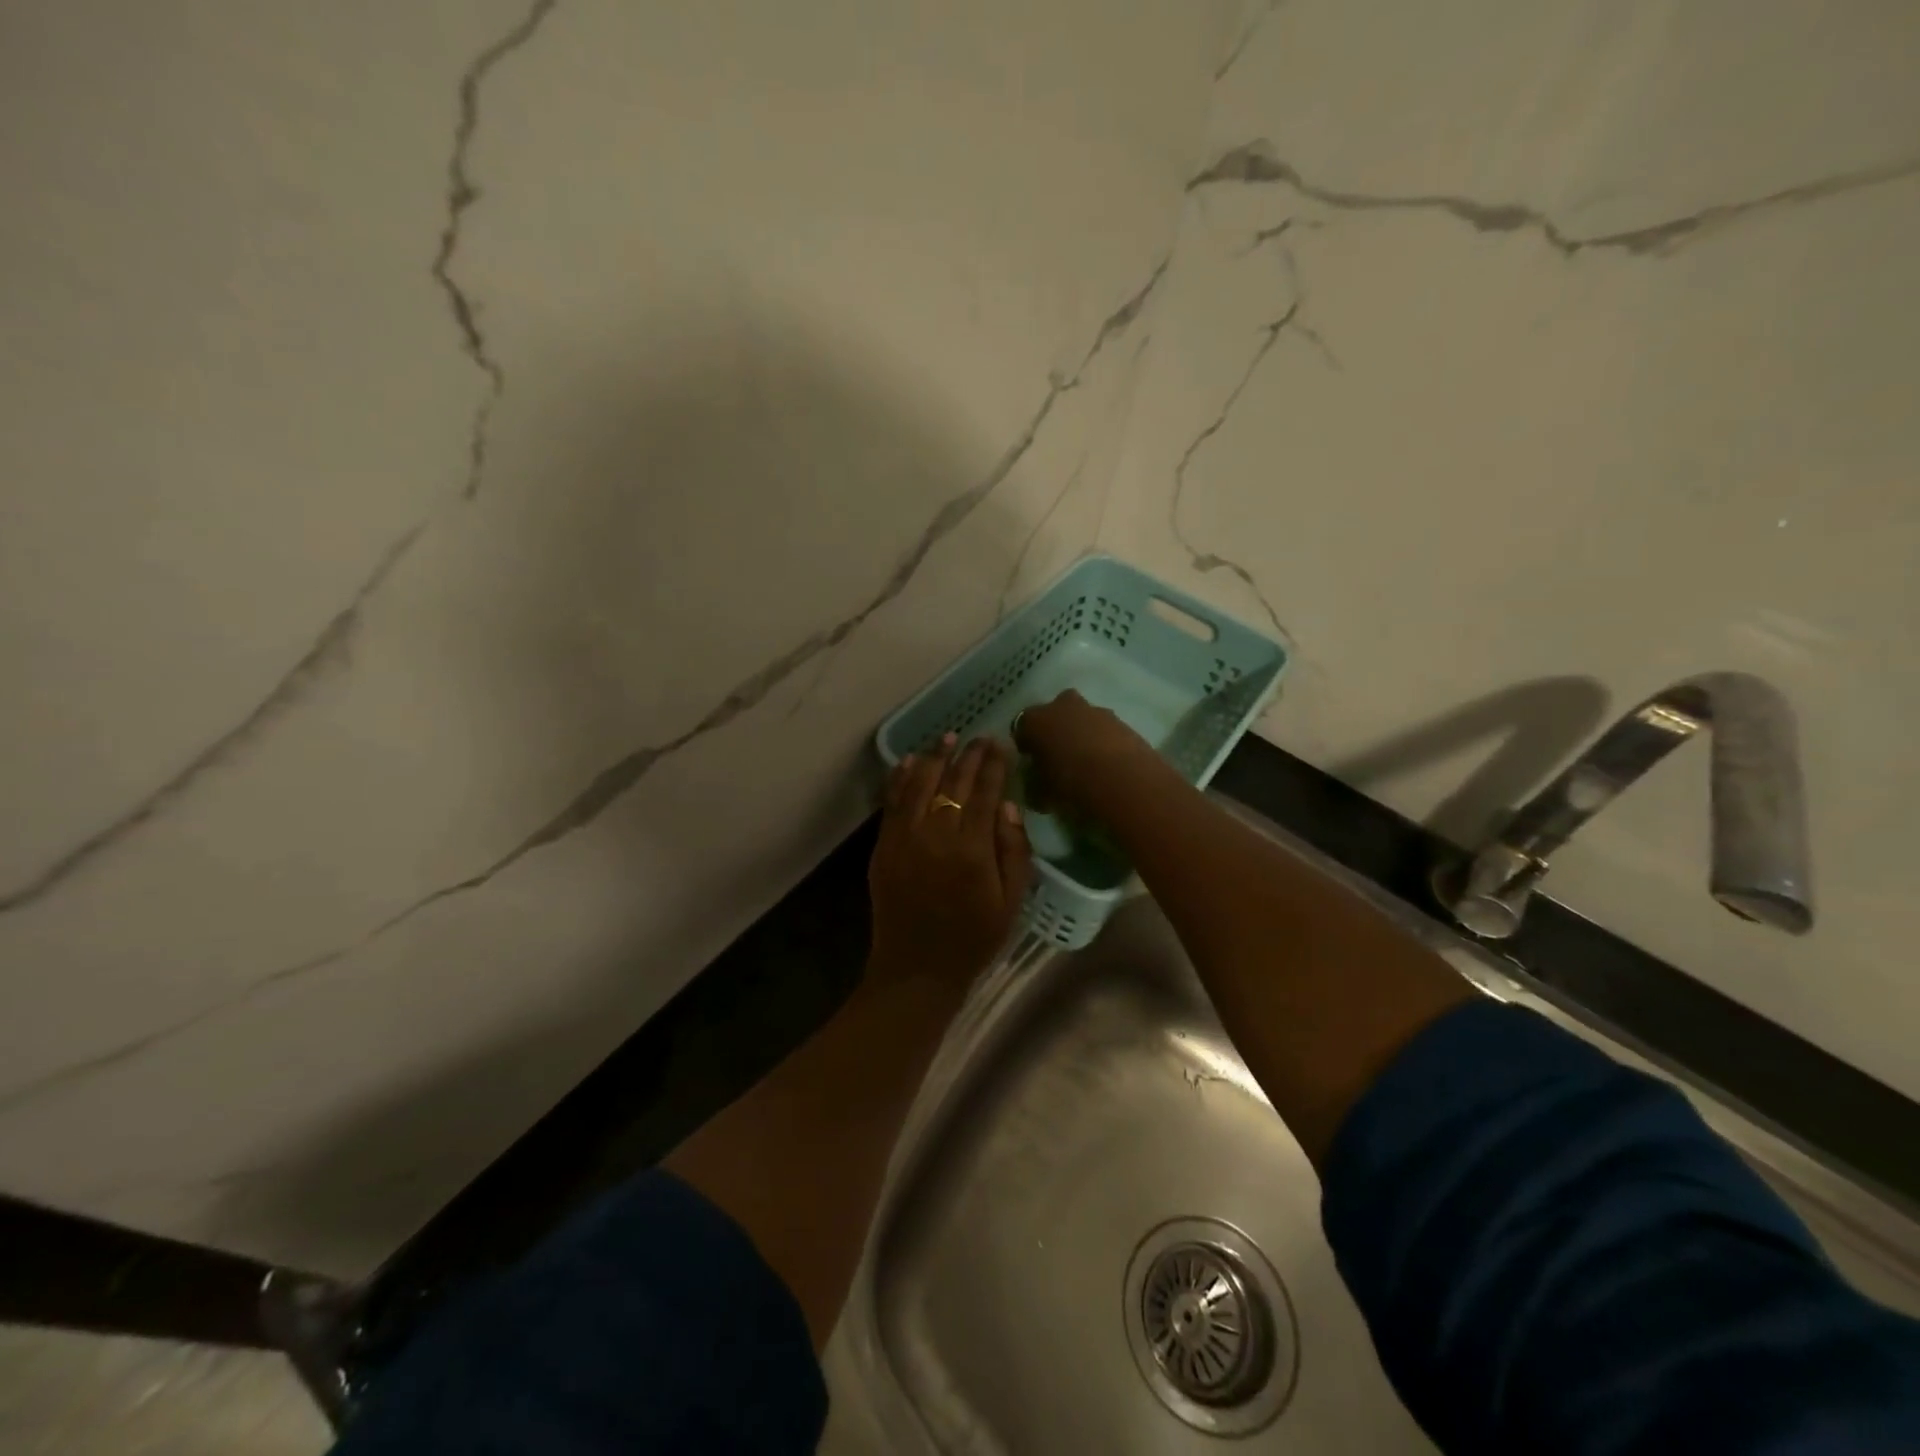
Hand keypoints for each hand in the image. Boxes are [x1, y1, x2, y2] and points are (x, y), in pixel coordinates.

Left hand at [868, 734, 1032, 987]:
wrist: (917, 969)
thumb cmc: (973, 939)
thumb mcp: (1011, 902)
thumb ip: (1014, 851)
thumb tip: (1007, 805)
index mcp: (973, 849)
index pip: (984, 793)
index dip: (993, 765)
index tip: (999, 744)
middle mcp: (937, 835)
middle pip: (953, 783)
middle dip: (968, 756)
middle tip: (978, 737)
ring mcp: (905, 838)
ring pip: (919, 784)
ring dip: (934, 758)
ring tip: (947, 737)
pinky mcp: (884, 847)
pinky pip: (892, 803)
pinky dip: (900, 778)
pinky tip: (909, 761)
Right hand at [1012, 690, 1163, 820]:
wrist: (1122, 780)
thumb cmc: (1070, 784)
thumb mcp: (1041, 794)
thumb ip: (1034, 786)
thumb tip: (1036, 788)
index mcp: (1035, 720)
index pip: (1022, 727)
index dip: (1026, 745)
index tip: (1031, 762)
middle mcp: (1062, 706)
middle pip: (1054, 714)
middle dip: (1055, 730)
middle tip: (1058, 756)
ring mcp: (1095, 711)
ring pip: (1082, 719)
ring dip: (1081, 734)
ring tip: (1086, 764)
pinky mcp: (1122, 721)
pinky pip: (1104, 730)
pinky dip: (1103, 742)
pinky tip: (1107, 765)